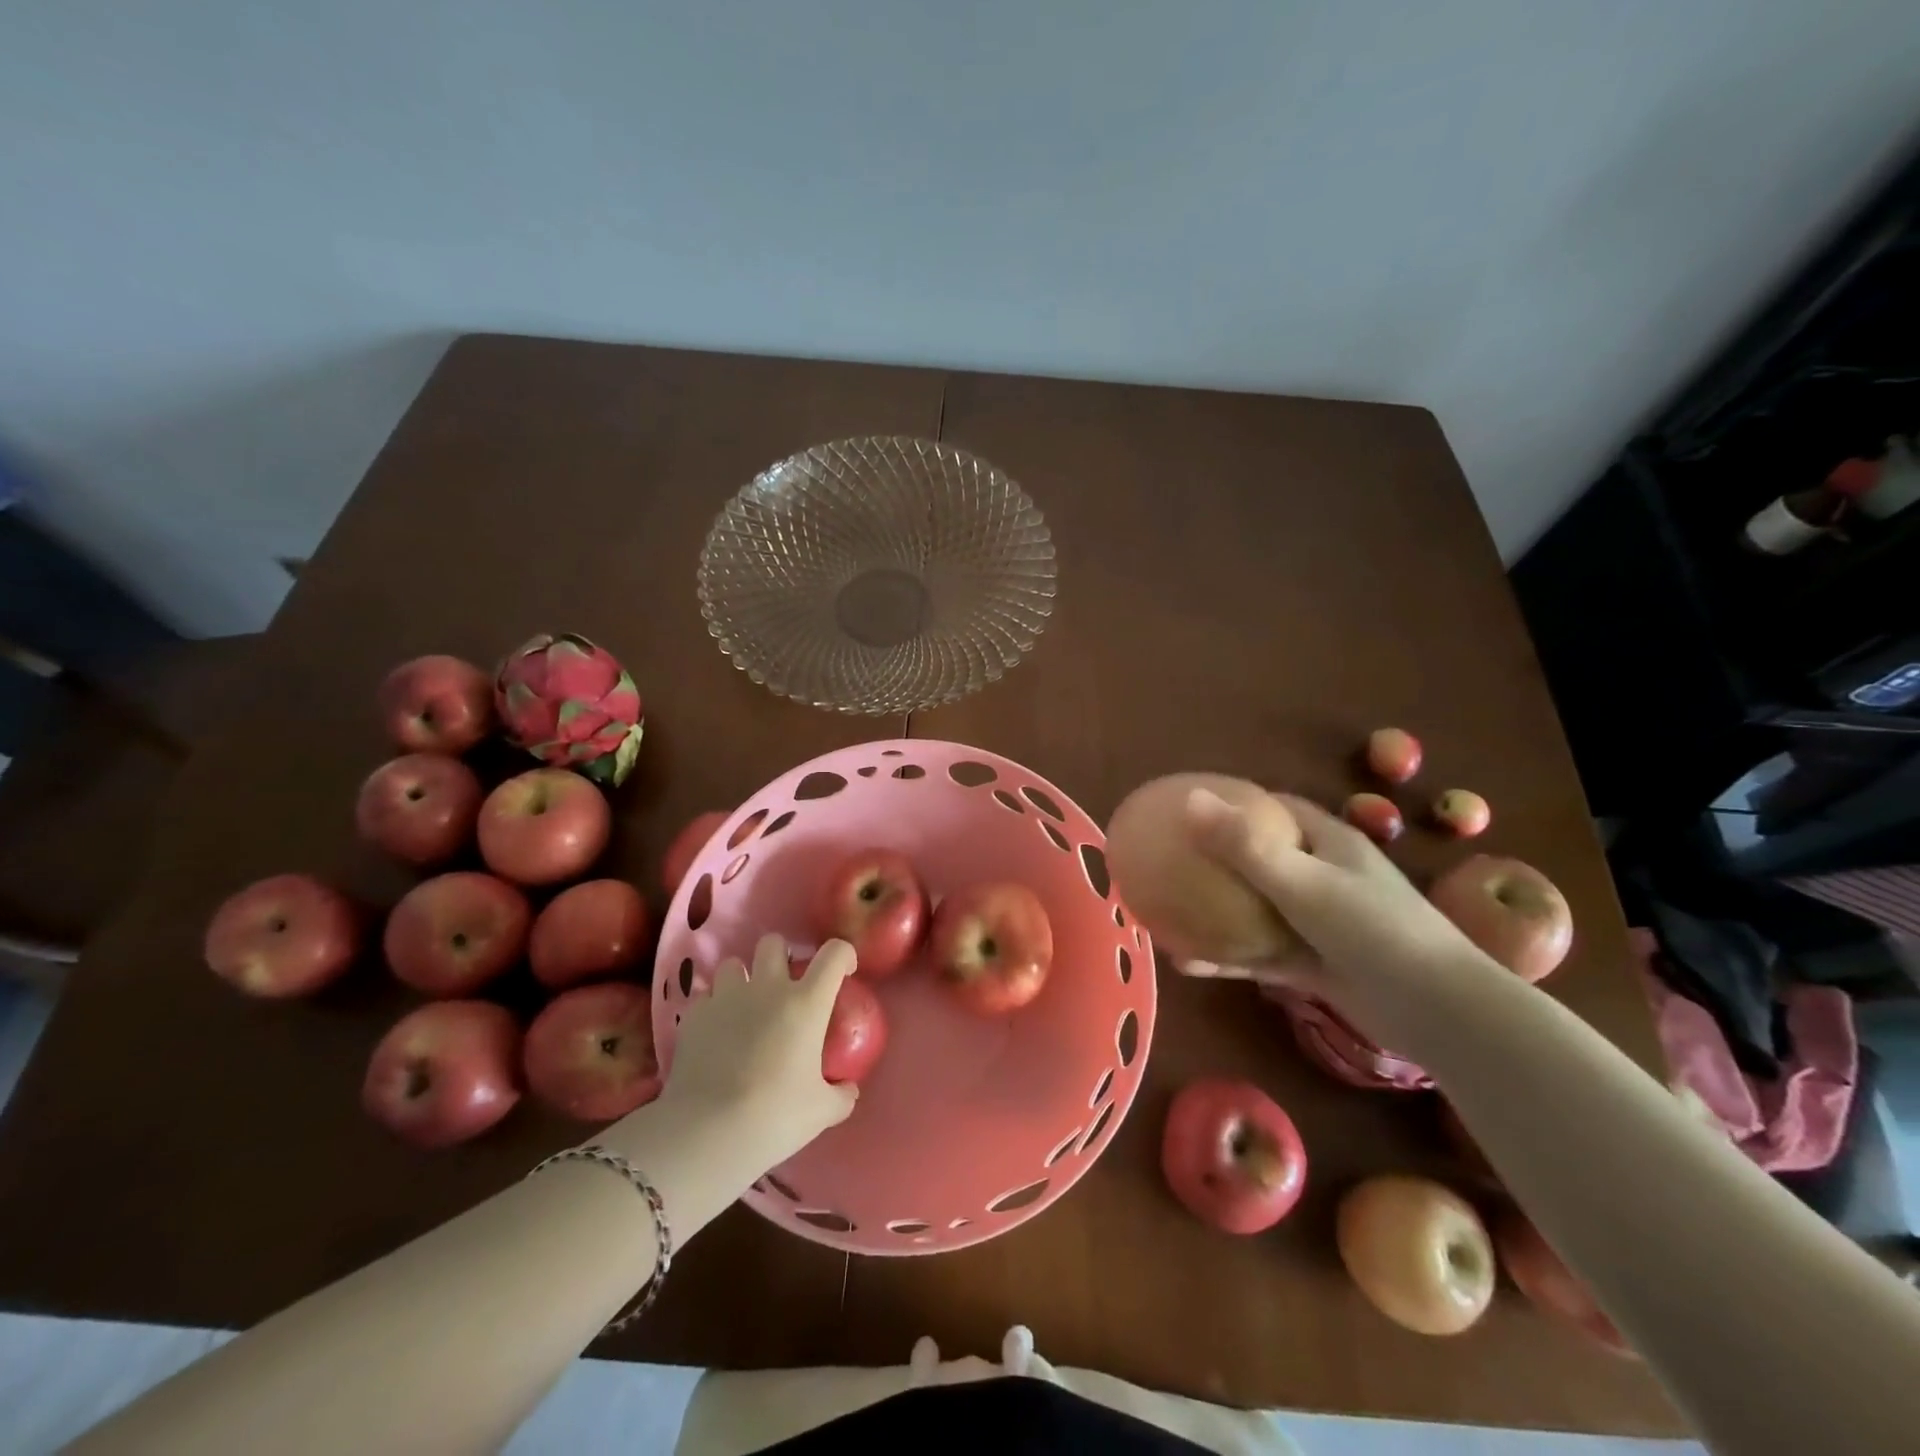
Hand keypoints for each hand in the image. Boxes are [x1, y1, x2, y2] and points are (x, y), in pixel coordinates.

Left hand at [657, 933, 858, 1165]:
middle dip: (781, 957)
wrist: (707, 1133)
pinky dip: (714, 1008)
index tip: (845, 974)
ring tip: (745, 1007)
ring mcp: (727, 997)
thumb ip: (841, 1095)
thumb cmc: (775, 1116)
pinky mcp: (694, 1015)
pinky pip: (706, 997)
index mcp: (806, 1002)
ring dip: (743, 979)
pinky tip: (716, 1034)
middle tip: (785, 987)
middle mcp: (767, 988)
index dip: (844, 956)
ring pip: (734, 964)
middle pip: (774, 943)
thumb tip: (849, 1089)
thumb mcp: (822, 1111)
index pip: (834, 953)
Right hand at [1180, 788, 1490, 1032]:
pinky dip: (1227, 956)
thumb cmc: (1373, 930)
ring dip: (1216, 910)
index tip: (1187, 807)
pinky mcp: (1313, 964)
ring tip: (1167, 911)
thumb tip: (1188, 798)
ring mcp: (1317, 922)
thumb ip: (1244, 845)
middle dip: (1215, 858)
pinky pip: (1259, 952)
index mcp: (1327, 841)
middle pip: (1259, 856)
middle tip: (1167, 859)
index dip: (1233, 803)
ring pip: (1254, 908)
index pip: (1275, 808)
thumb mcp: (1303, 882)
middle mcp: (1321, 875)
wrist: (1439, 1013)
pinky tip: (1187, 964)